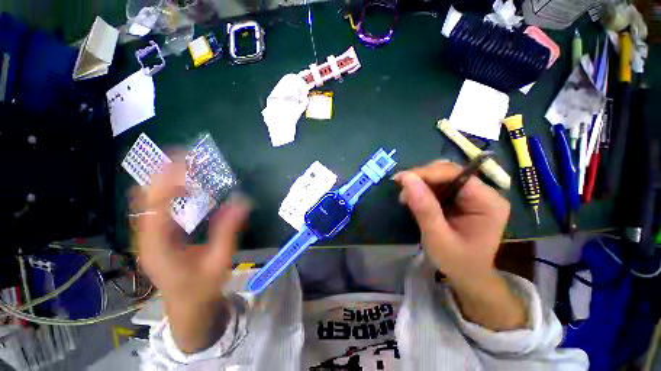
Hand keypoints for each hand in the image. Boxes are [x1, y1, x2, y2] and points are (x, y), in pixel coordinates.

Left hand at [133, 160, 248, 351]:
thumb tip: (242, 202)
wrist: (187, 308)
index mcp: (159, 247)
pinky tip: (183, 186)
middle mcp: (147, 238)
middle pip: (144, 197)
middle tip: (186, 156)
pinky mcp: (154, 235)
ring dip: (163, 179)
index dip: (169, 180)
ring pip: (145, 199)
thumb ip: (229, 231)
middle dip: (163, 173)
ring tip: (185, 165)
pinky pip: (154, 206)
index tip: (186, 160)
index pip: (156, 206)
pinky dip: (166, 190)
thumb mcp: (219, 262)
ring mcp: (147, 237)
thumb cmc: (202, 288)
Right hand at [394, 161, 524, 330]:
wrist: (467, 276)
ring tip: (406, 197)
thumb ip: (424, 208)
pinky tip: (413, 198)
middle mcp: (483, 193)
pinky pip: (439, 185)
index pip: (456, 174)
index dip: (427, 173)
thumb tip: (406, 178)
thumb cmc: (457, 262)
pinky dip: (423, 189)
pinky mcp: (462, 199)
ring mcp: (472, 195)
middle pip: (449, 172)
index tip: (401, 180)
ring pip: (442, 176)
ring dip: (420, 183)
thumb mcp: (437, 238)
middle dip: (422, 178)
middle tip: (402, 191)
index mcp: (488, 202)